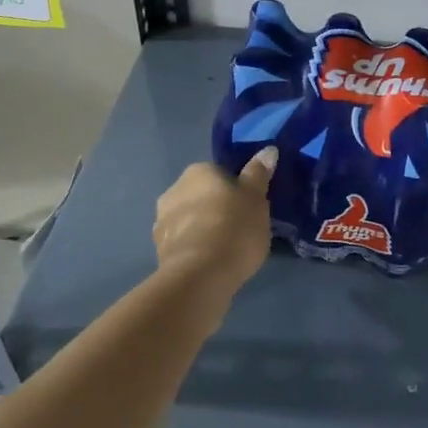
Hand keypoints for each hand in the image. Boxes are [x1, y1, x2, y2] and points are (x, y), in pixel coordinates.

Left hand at [152, 148, 277, 295]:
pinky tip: (211, 263)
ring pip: (190, 219)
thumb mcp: (256, 198)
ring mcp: (161, 221)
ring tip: (226, 249)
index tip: (249, 207)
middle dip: (216, 208)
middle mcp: (174, 190)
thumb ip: (259, 173)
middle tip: (240, 228)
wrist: (200, 277)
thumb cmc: (234, 228)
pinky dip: (195, 249)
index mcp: (198, 171)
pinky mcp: (158, 251)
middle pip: (202, 195)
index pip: (220, 174)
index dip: (236, 190)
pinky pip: (183, 243)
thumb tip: (268, 150)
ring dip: (203, 228)